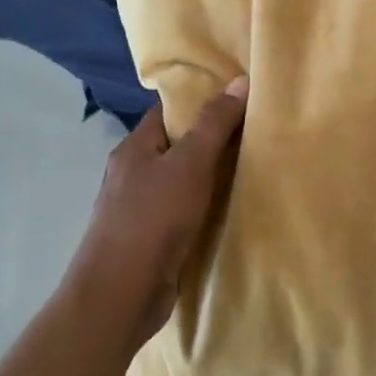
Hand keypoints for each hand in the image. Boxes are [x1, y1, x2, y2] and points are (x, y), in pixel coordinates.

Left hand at [68, 78, 248, 353]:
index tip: (237, 97)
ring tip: (250, 167)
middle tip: (254, 131)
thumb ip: (214, 124)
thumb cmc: (153, 218)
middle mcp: (132, 173)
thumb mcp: (190, 163)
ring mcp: (138, 208)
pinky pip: (181, 211)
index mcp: (134, 148)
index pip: (168, 111)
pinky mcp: (149, 239)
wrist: (121, 294)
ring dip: (209, 176)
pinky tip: (228, 209)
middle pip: (176, 145)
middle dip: (210, 139)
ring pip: (180, 180)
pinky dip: (204, 207)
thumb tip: (239, 81)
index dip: (200, 100)